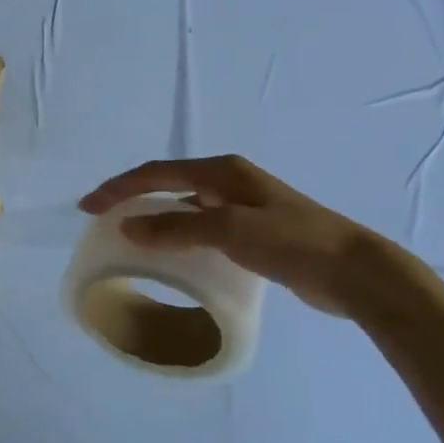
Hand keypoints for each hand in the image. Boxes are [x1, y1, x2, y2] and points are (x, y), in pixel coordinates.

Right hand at [80, 155, 410, 315]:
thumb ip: (176, 227)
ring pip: (183, 204)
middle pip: (166, 182)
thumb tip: (127, 226)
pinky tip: (172, 251)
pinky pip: (200, 224)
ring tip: (128, 233)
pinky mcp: (253, 229)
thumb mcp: (229, 230)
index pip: (155, 173)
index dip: (118, 187)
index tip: (87, 207)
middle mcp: (228, 181)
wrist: (356, 271)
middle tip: (101, 217)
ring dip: (153, 214)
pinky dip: (177, 231)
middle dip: (131, 196)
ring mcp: (242, 204)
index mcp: (220, 171)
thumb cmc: (292, 242)